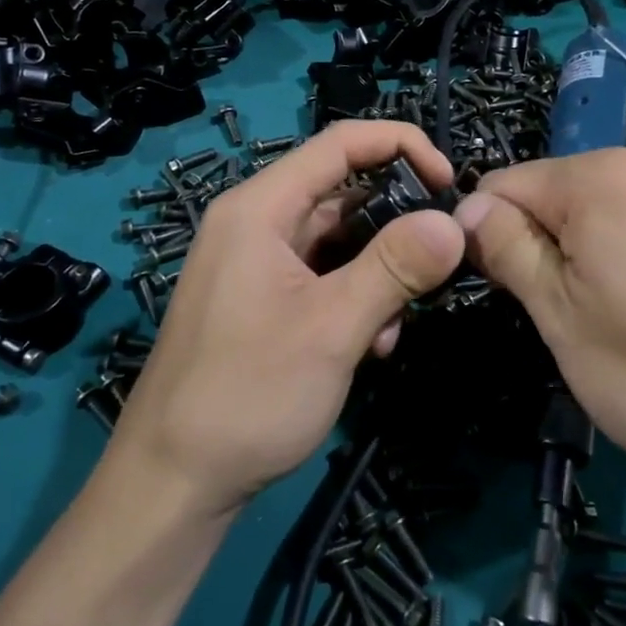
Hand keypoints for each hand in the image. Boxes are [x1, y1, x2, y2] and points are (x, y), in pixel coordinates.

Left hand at [112, 121, 465, 516]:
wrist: (173, 483)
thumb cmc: (248, 394)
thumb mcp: (333, 327)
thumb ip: (395, 266)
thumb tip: (453, 220)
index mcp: (260, 208)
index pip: (341, 143)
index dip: (402, 146)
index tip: (450, 183)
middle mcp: (256, 223)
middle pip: (343, 193)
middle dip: (396, 224)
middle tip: (439, 262)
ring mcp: (258, 264)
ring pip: (339, 241)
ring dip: (380, 273)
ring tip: (394, 326)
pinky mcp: (263, 300)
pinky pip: (323, 277)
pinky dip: (356, 299)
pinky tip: (370, 348)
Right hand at [454, 148, 625, 524]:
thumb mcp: (560, 317)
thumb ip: (507, 248)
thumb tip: (466, 208)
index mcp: (601, 177)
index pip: (504, 185)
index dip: (489, 235)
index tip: (505, 290)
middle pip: (555, 190)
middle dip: (543, 240)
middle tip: (568, 312)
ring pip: (599, 203)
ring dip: (585, 245)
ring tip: (617, 311)